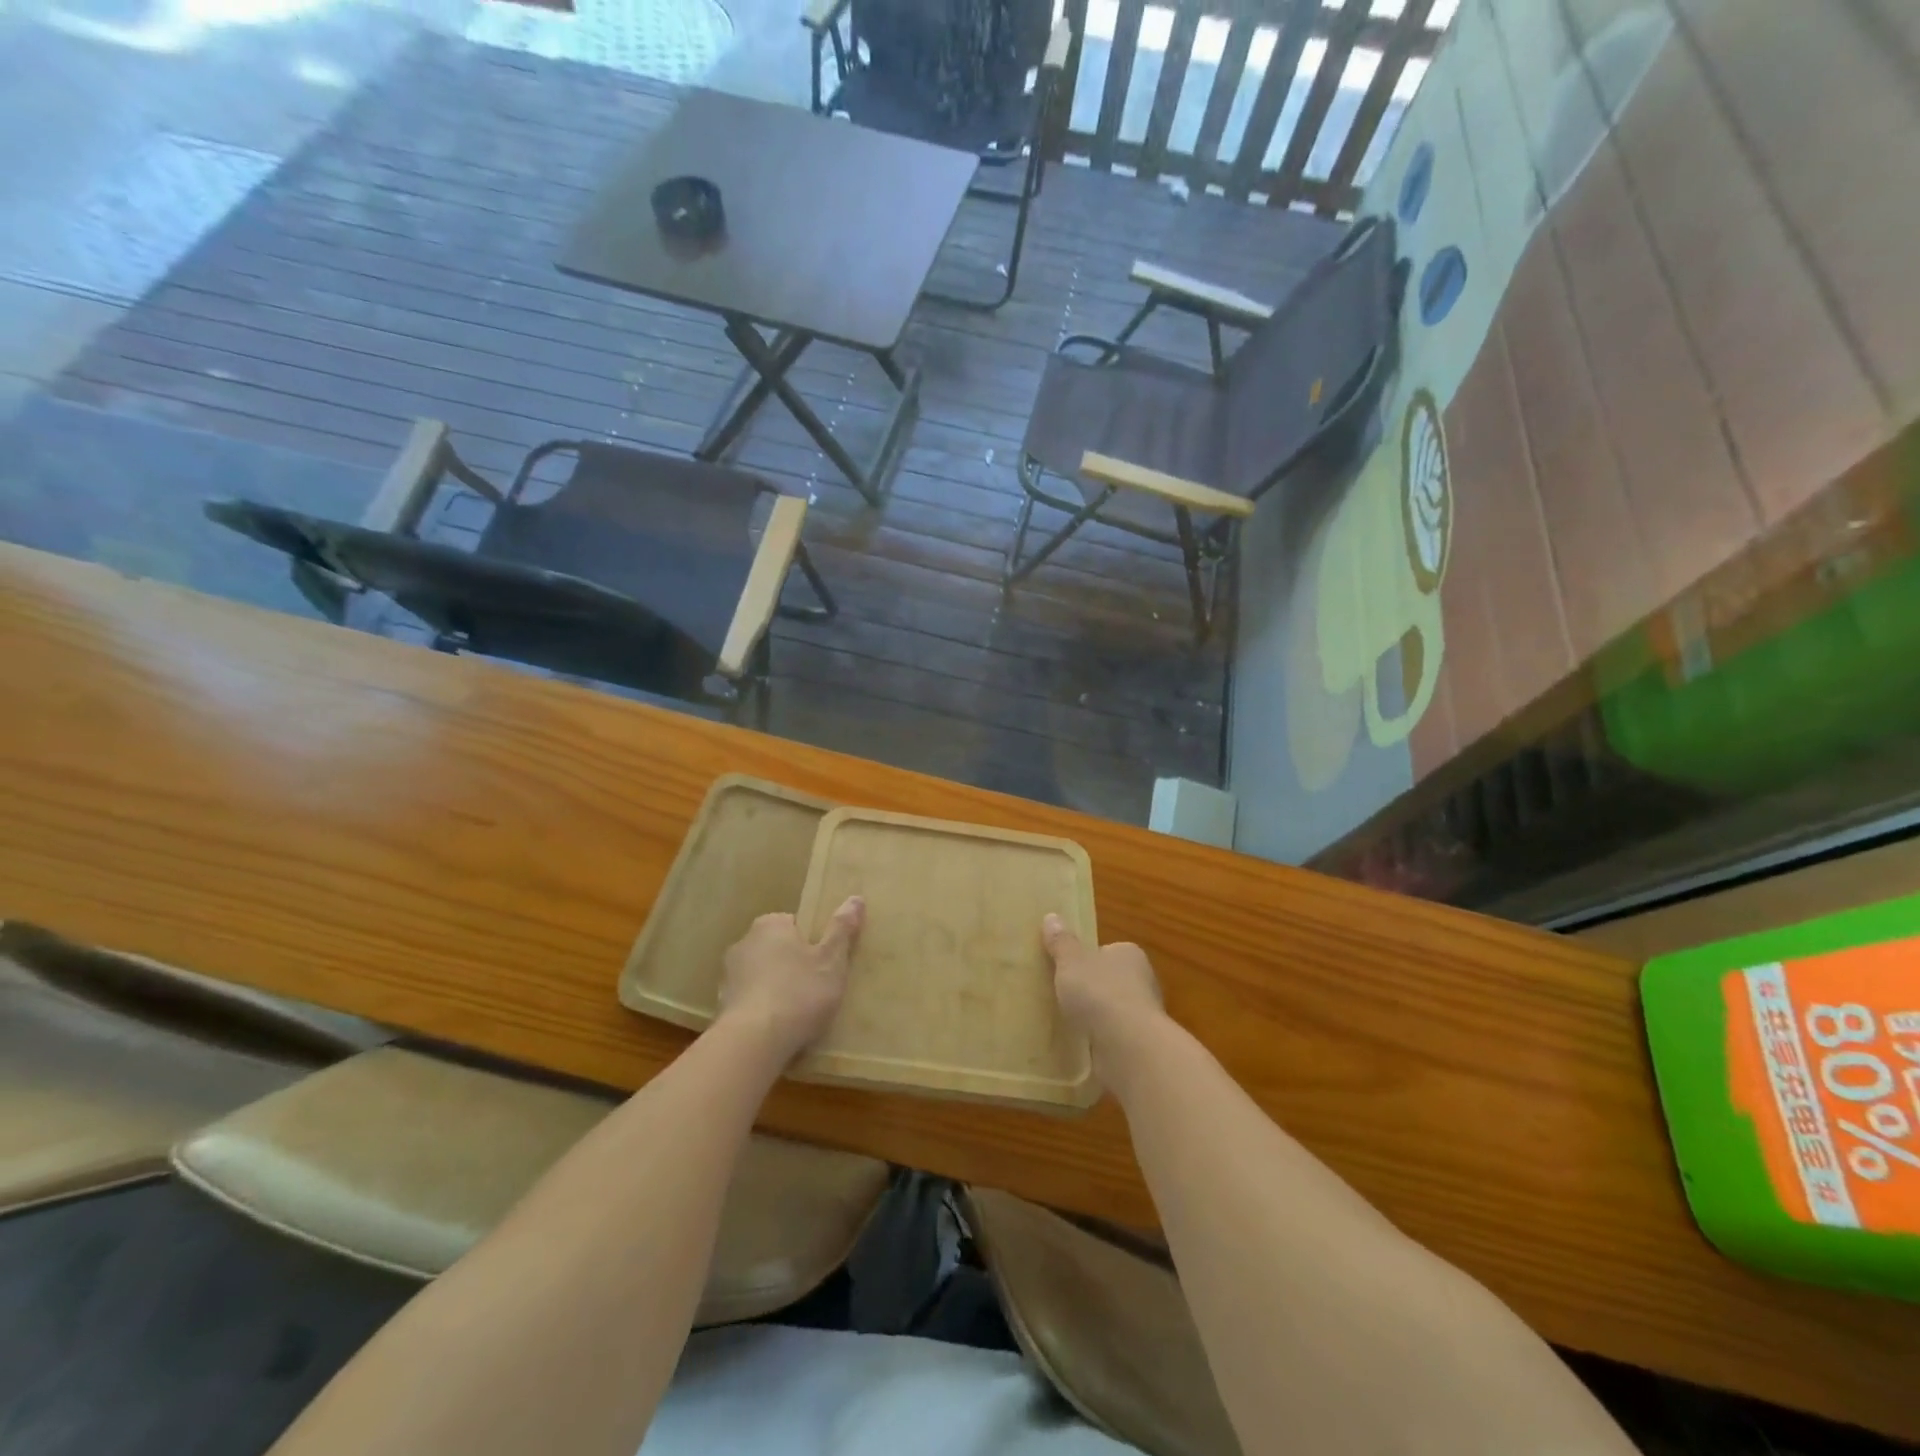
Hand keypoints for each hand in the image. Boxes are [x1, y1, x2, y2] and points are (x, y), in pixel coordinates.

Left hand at [718, 897, 863, 1061]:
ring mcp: (728, 976)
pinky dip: (763, 1010)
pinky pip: (750, 1001)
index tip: (825, 963)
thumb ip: (842, 929)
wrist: (753, 1042)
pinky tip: (778, 1029)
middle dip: (793, 964)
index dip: (812, 942)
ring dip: (776, 988)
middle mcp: (743, 943)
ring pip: (761, 976)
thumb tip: (856, 898)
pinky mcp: (721, 1006)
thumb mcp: (832, 960)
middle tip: (817, 988)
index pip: (794, 924)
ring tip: (799, 1014)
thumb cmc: (799, 992)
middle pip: (776, 949)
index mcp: (770, 925)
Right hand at [1042, 914, 1165, 1072]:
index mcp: (1130, 954)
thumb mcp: (1071, 962)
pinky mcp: (1138, 1045)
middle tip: (1062, 995)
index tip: (1067, 968)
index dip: (1088, 958)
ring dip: (1096, 1017)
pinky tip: (1080, 1044)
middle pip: (1110, 980)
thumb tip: (1051, 917)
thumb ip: (1061, 943)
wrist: (1128, 1047)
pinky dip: (1099, 1039)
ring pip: (1113, 1010)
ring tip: (1067, 1022)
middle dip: (1091, 988)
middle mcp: (1142, 981)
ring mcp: (1142, 1015)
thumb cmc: (1100, 992)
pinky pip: (1112, 1036)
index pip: (1108, 950)